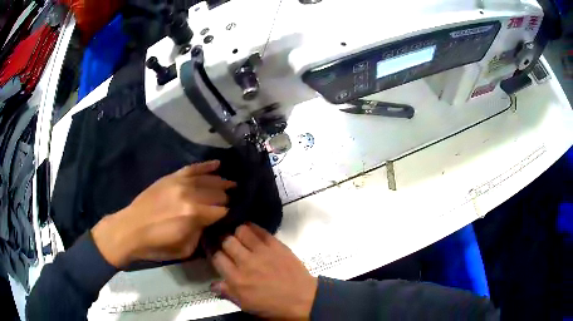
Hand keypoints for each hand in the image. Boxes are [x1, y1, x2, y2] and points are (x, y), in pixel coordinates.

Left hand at [92, 160, 235, 267]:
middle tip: (233, 203)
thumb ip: (201, 233)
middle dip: (227, 199)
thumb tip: (210, 222)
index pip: (222, 211)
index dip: (229, 215)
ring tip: (232, 185)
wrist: (129, 230)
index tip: (234, 217)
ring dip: (222, 183)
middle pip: (217, 194)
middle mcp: (189, 195)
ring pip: (208, 179)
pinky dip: (206, 166)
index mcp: (193, 215)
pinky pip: (192, 168)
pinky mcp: (170, 177)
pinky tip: (218, 164)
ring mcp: (179, 183)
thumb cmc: (157, 245)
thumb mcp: (185, 249)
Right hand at [211, 224, 317, 319]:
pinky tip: (251, 230)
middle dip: (223, 240)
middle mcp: (246, 262)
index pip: (216, 257)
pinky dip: (252, 227)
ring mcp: (262, 251)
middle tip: (225, 242)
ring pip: (241, 230)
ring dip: (237, 232)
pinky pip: (260, 230)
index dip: (212, 251)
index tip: (213, 250)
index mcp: (236, 279)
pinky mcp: (276, 245)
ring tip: (238, 236)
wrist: (302, 299)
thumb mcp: (246, 305)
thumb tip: (212, 284)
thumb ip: (227, 293)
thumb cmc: (272, 305)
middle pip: (226, 240)